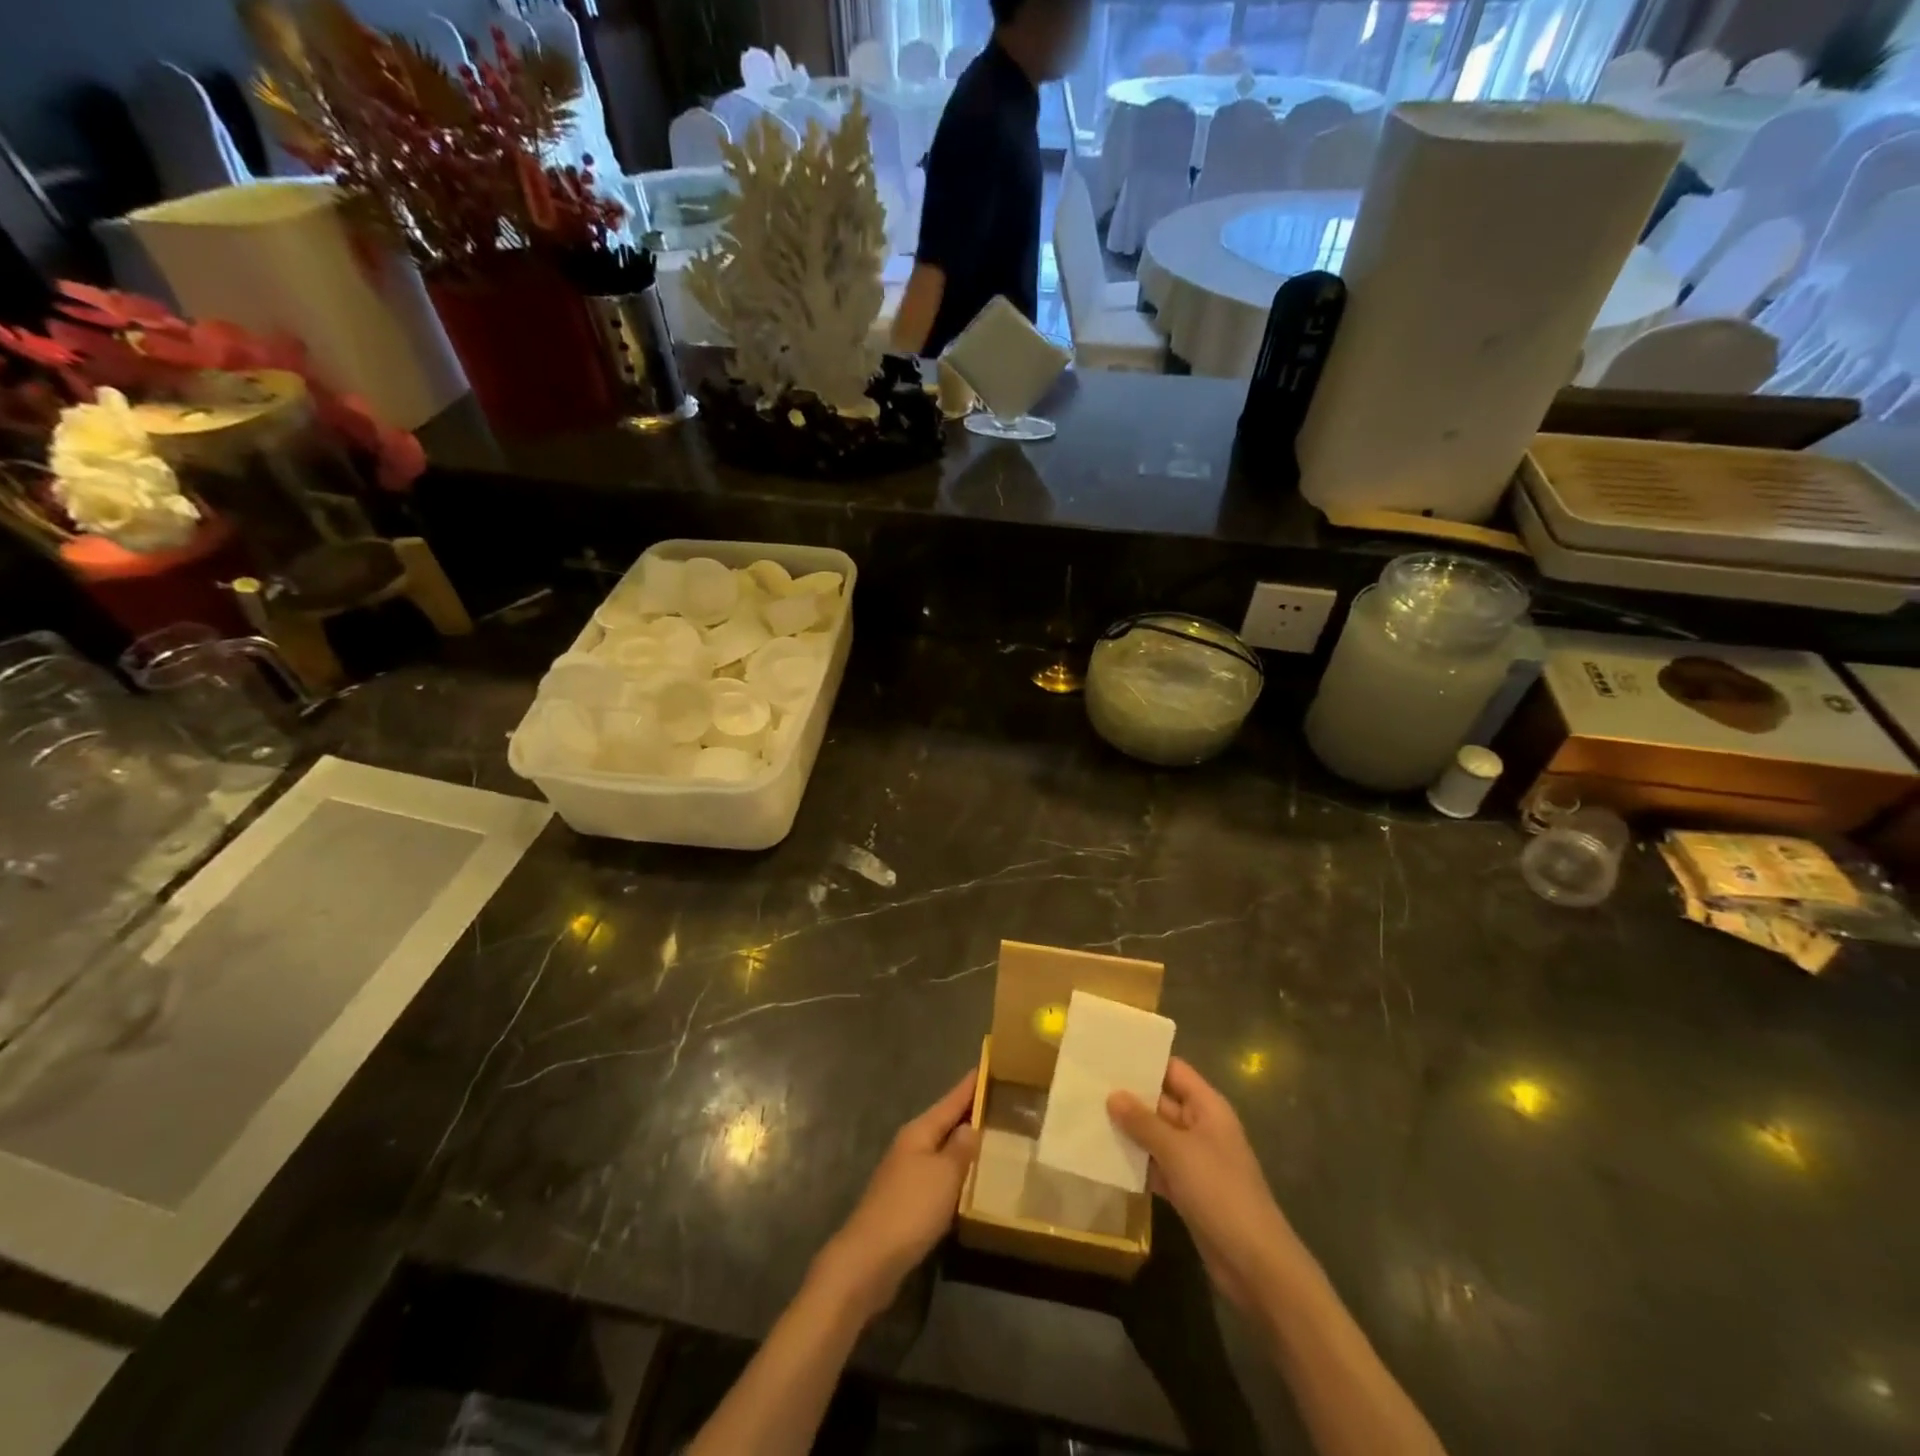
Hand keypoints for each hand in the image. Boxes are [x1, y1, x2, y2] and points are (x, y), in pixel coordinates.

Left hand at [812, 1068, 978, 1321]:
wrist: (868, 1261)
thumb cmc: (910, 1210)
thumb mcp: (944, 1176)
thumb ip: (960, 1149)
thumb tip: (970, 1125)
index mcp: (919, 1131)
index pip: (952, 1100)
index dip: (971, 1085)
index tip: (990, 1065)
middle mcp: (911, 1145)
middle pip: (945, 1122)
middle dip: (970, 1112)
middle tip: (1002, 1103)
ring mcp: (905, 1173)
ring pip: (941, 1149)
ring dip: (963, 1144)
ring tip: (993, 1139)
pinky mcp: (906, 1201)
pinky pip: (938, 1175)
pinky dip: (955, 1172)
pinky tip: (970, 1180)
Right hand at [1108, 1057, 1301, 1314]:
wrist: (1255, 1263)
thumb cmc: (1219, 1192)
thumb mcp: (1178, 1152)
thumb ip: (1143, 1122)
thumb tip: (1113, 1095)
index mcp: (1208, 1107)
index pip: (1174, 1070)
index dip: (1145, 1061)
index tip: (1108, 1055)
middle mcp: (1202, 1127)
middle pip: (1162, 1102)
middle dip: (1129, 1097)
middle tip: (1088, 1086)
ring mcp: (1195, 1160)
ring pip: (1156, 1136)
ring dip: (1129, 1131)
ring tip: (1088, 1117)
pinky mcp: (1188, 1190)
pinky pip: (1157, 1166)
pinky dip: (1137, 1163)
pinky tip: (1105, 1158)